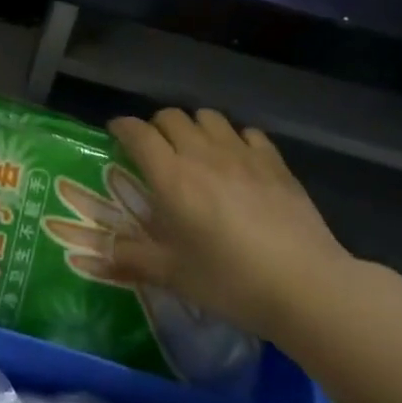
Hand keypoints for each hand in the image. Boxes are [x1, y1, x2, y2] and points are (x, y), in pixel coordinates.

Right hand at [104, 108, 352, 339]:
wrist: (306, 285)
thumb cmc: (230, 281)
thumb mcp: (173, 274)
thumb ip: (131, 258)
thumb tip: (96, 255)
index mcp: (170, 176)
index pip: (137, 132)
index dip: (122, 127)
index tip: (115, 134)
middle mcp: (201, 153)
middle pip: (171, 116)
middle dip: (156, 126)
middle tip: (155, 150)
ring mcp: (242, 153)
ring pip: (208, 117)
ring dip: (194, 127)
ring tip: (195, 150)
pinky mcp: (275, 162)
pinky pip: (247, 133)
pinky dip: (235, 139)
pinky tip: (238, 161)